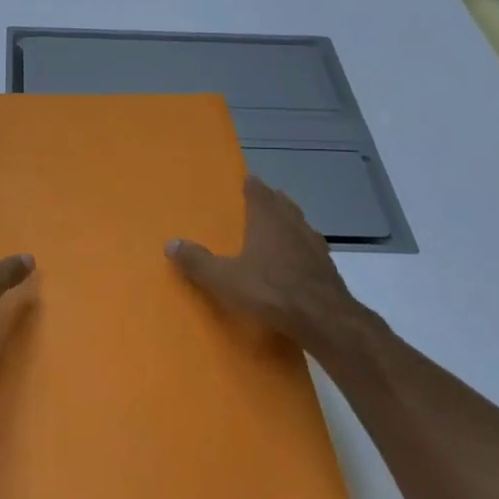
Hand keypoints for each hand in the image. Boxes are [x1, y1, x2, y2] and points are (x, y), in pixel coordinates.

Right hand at [166, 175, 386, 364]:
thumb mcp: (224, 278)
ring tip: (283, 225)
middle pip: (284, 205)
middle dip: (273, 200)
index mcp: (267, 221)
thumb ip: (197, 261)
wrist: (324, 319)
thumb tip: (170, 243)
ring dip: (291, 222)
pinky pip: (312, 249)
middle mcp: (293, 226)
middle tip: (265, 197)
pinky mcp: (328, 269)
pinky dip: (303, 248)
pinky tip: (300, 259)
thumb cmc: (270, 291)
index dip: (253, 186)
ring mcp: (315, 247)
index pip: (259, 194)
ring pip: (301, 225)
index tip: (249, 179)